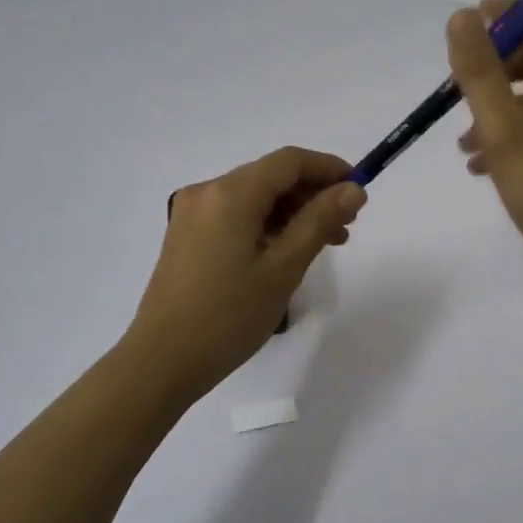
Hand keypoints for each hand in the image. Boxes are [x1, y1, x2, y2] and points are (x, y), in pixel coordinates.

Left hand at [126, 146, 365, 398]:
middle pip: (270, 177)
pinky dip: (266, 225)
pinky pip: (235, 216)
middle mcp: (207, 192)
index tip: (359, 190)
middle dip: (312, 193)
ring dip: (292, 212)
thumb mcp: (283, 268)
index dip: (329, 168)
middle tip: (347, 225)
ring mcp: (192, 213)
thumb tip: (353, 189)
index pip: (289, 161)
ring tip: (326, 243)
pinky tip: (287, 251)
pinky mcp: (186, 235)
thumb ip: (319, 220)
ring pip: (254, 197)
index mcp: (230, 193)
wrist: (162, 361)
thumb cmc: (229, 316)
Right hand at [450, 0, 522, 292]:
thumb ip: (481, 74)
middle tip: (457, 90)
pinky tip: (482, 168)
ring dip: (496, 109)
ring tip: (461, 144)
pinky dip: (510, 137)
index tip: (473, 21)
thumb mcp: (505, 131)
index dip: (514, 11)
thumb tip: (463, 16)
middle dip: (495, 69)